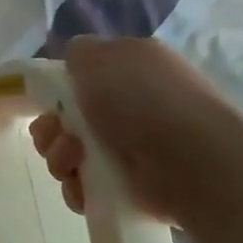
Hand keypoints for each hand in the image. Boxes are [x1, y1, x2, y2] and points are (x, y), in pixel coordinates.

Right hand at [30, 36, 233, 224]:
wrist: (192, 161)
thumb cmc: (143, 99)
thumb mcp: (100, 57)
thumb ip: (78, 53)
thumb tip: (75, 63)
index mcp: (131, 68)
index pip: (83, 78)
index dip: (59, 90)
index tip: (49, 102)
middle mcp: (132, 107)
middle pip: (68, 120)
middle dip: (51, 129)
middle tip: (57, 136)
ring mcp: (132, 149)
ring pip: (72, 154)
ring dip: (60, 158)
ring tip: (74, 162)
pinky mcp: (131, 188)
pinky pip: (86, 188)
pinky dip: (78, 189)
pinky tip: (84, 188)